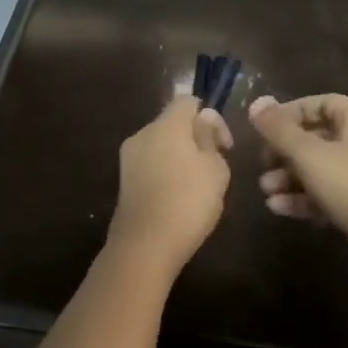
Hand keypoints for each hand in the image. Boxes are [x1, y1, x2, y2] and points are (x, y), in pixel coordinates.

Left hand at [108, 96, 233, 275]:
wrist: (144, 246)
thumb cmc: (188, 202)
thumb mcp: (215, 169)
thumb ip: (210, 138)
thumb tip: (203, 120)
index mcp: (167, 125)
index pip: (188, 101)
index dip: (210, 116)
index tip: (224, 145)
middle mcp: (143, 134)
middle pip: (173, 123)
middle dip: (195, 139)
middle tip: (215, 167)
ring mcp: (129, 158)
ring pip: (161, 145)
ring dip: (180, 156)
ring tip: (198, 186)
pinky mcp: (123, 181)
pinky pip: (150, 165)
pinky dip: (165, 172)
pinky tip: (178, 198)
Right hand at [249, 93, 347, 272]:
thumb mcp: (308, 154)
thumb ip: (279, 129)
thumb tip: (256, 102)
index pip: (321, 103)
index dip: (292, 111)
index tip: (267, 126)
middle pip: (316, 137)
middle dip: (284, 151)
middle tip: (262, 163)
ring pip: (319, 168)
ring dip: (289, 177)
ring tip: (266, 190)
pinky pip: (328, 193)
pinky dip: (304, 197)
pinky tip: (278, 208)